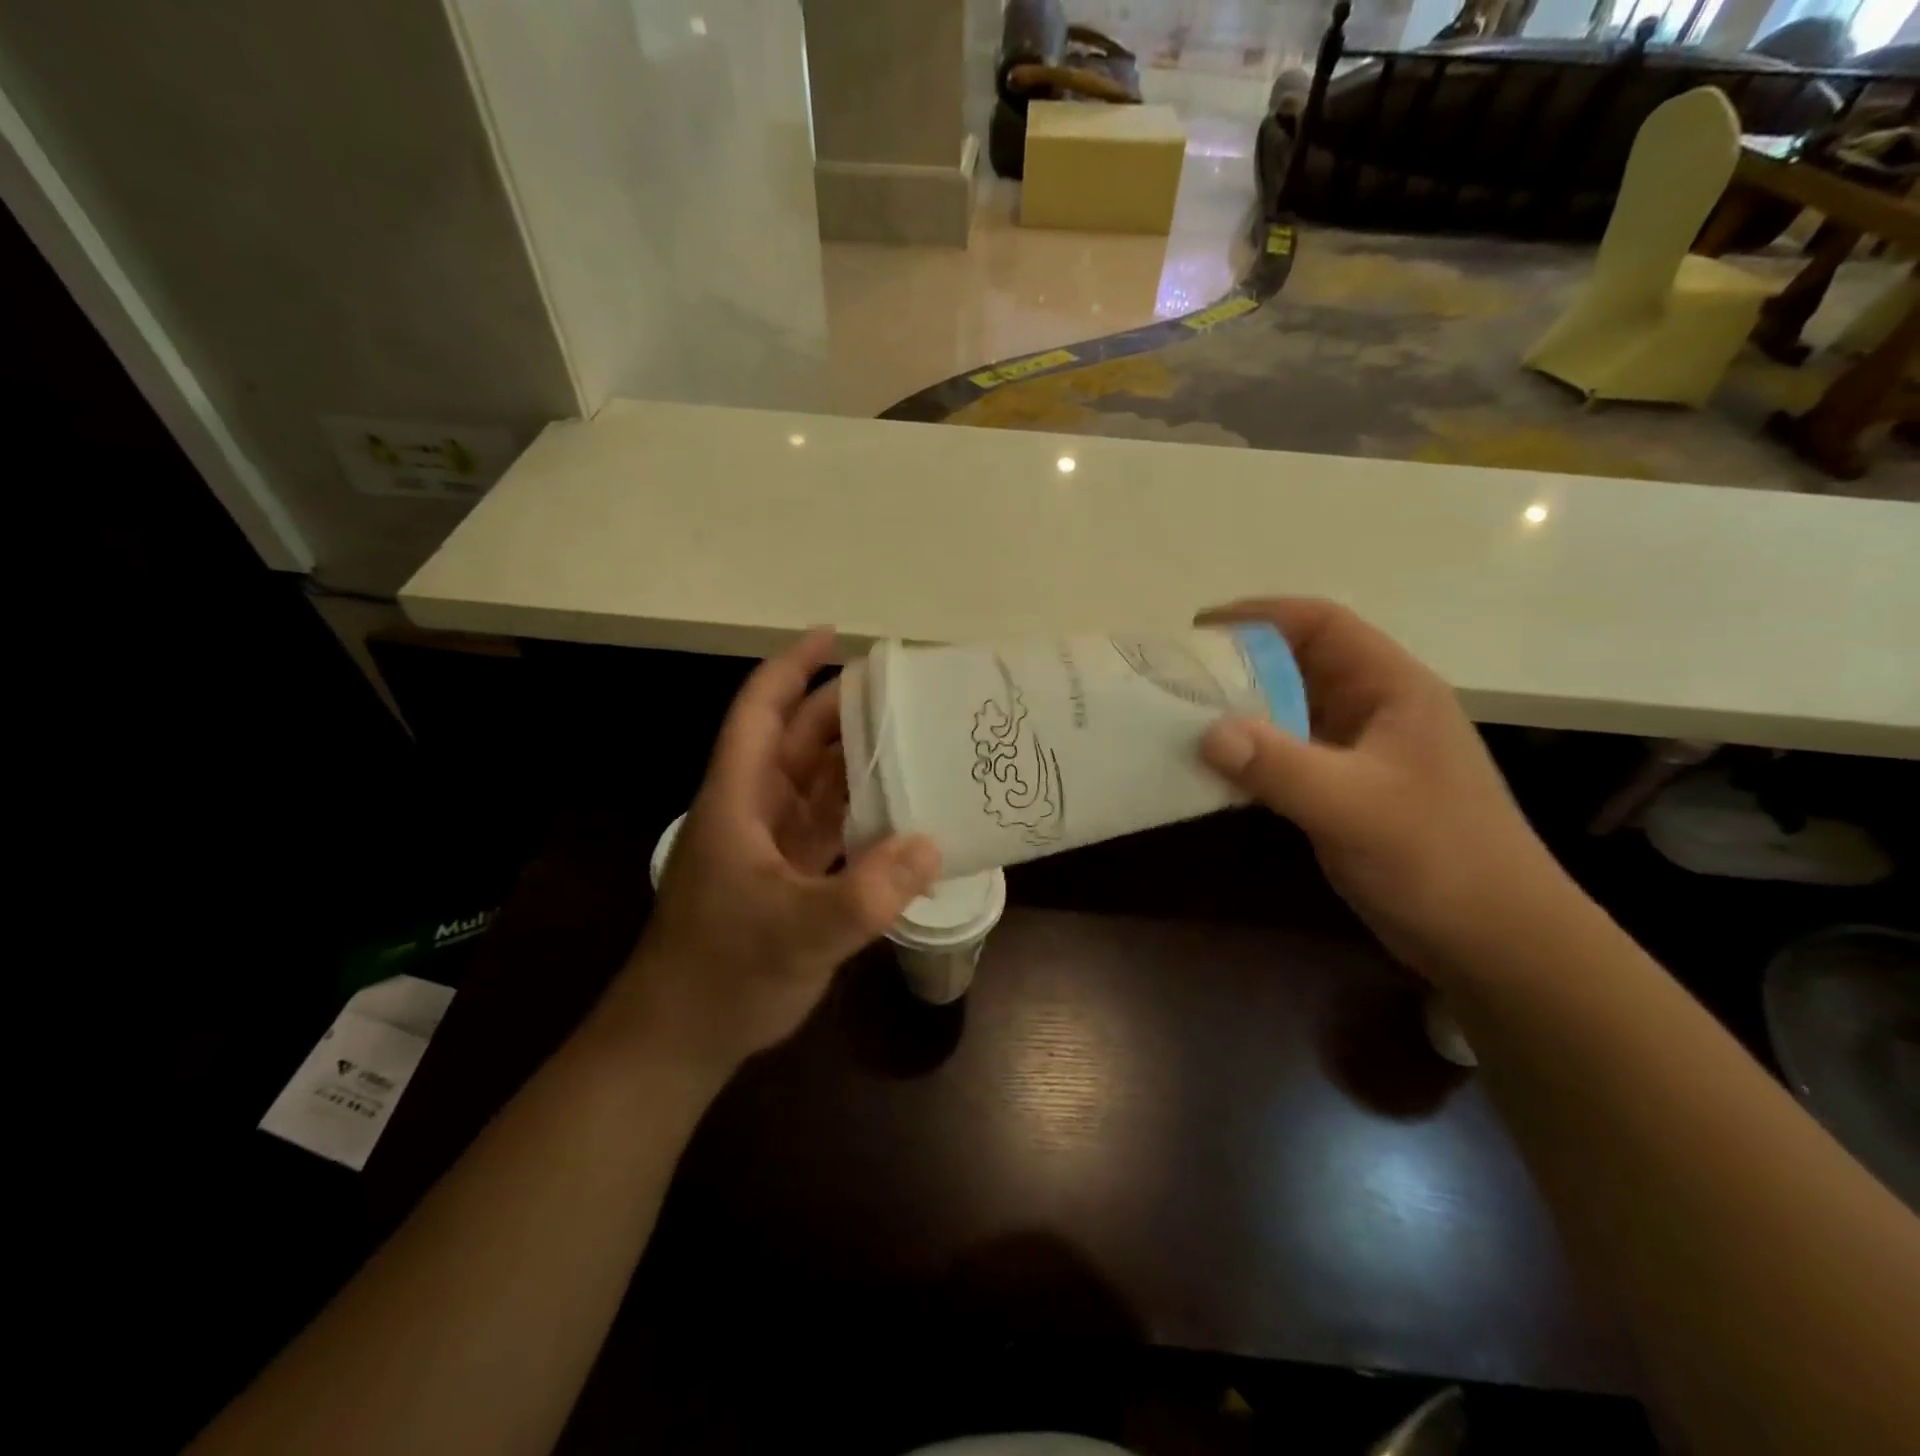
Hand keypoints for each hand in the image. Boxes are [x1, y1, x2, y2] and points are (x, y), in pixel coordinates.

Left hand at [612, 630, 940, 1075]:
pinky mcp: (790, 874)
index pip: (760, 713)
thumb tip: (932, 844)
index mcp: (737, 800)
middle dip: (842, 709)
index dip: (791, 667)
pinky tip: (904, 809)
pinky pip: (831, 824)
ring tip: (913, 737)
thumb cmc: (723, 973)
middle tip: (902, 691)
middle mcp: (753, 810)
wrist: (682, 1037)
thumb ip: (865, 894)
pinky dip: (863, 810)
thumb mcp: (797, 933)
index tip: (832, 634)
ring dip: (857, 758)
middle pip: (796, 740)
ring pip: (816, 781)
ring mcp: (771, 843)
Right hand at [1196, 598, 1572, 978]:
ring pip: (1287, 712)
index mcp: (1392, 689)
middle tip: (1176, 678)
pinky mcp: (1343, 790)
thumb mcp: (1356, 806)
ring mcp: (1358, 753)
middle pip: (1297, 665)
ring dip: (1238, 713)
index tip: (1199, 629)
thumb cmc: (1439, 859)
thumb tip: (1206, 731)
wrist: (1493, 940)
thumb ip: (1280, 765)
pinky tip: (1209, 769)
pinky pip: (1285, 756)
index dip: (1261, 615)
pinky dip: (1248, 756)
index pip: (1322, 626)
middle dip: (1238, 665)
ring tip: (1179, 718)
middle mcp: (1373, 710)